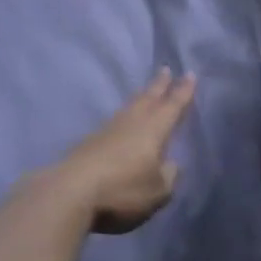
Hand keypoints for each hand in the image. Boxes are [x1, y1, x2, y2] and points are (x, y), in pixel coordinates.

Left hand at [53, 69, 196, 233]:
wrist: (71, 191)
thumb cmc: (122, 189)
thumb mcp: (157, 191)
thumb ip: (168, 176)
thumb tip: (170, 164)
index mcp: (154, 130)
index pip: (173, 106)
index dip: (183, 91)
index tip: (189, 74)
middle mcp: (132, 122)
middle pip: (148, 98)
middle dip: (159, 85)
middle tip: (166, 69)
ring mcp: (108, 130)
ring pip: (130, 107)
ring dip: (141, 97)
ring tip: (146, 92)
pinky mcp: (90, 141)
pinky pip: (115, 121)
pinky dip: (125, 115)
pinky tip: (123, 121)